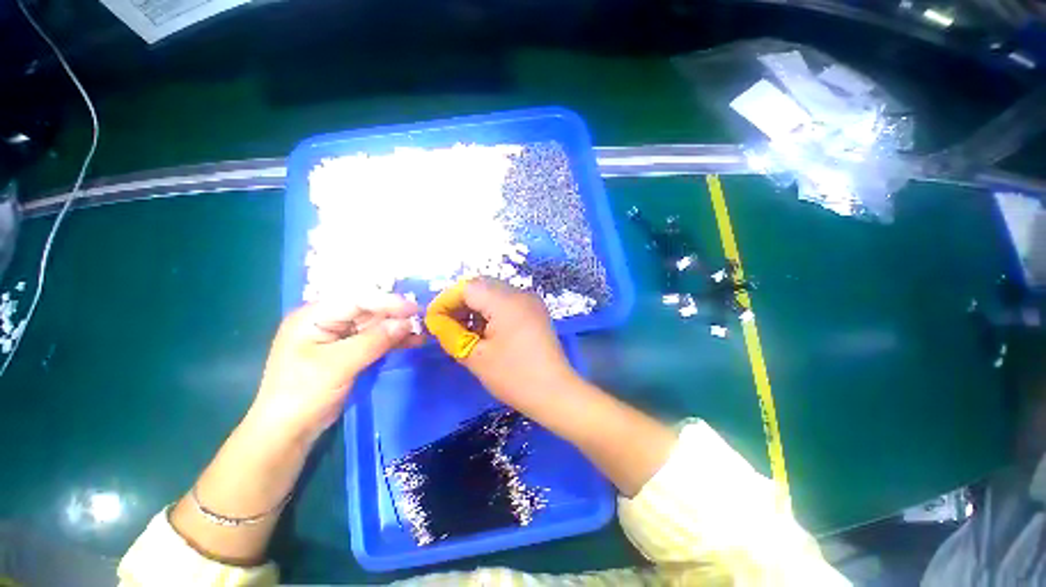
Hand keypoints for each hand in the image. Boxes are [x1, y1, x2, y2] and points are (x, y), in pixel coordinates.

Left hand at [248, 295, 422, 442]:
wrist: (288, 431)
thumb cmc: (303, 394)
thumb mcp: (338, 365)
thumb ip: (373, 341)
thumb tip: (406, 323)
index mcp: (314, 317)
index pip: (356, 300)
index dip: (386, 302)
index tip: (413, 309)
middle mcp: (327, 322)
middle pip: (368, 311)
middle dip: (395, 315)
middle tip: (422, 319)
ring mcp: (338, 337)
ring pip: (375, 326)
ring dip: (398, 329)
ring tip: (422, 333)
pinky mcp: (349, 352)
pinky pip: (375, 341)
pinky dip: (393, 342)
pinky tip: (412, 342)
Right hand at [426, 279, 578, 413]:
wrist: (554, 392)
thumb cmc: (514, 377)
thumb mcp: (476, 357)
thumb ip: (451, 334)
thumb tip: (436, 321)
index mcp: (506, 301)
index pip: (468, 287)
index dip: (447, 301)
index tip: (434, 320)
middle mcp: (520, 293)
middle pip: (481, 286)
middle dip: (460, 303)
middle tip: (447, 325)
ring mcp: (531, 301)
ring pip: (494, 293)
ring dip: (475, 307)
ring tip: (464, 330)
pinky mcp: (535, 310)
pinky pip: (507, 302)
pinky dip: (491, 311)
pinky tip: (484, 331)